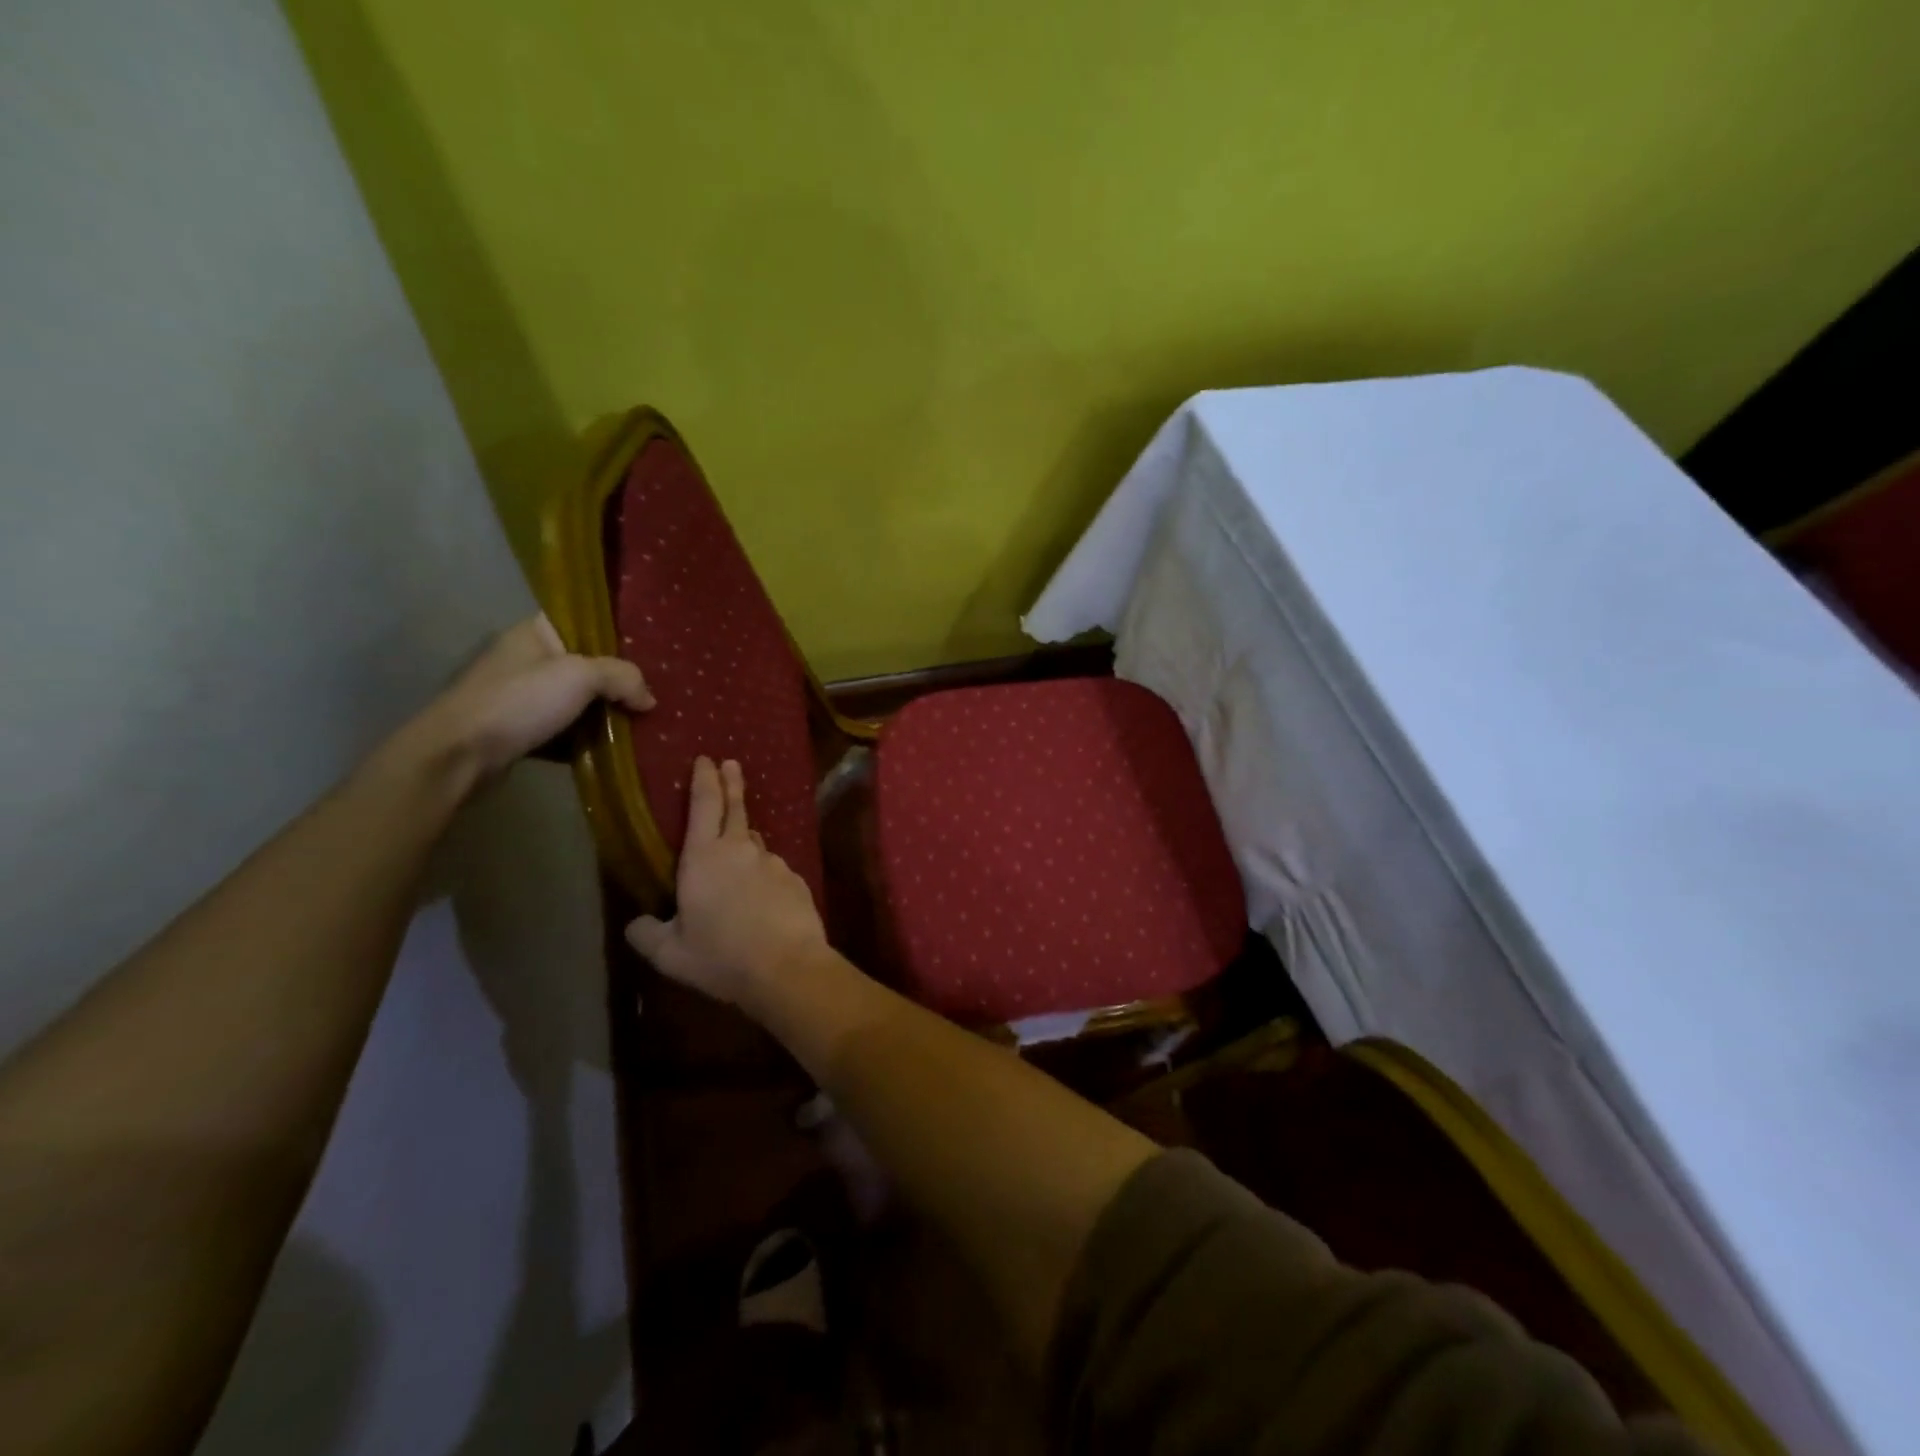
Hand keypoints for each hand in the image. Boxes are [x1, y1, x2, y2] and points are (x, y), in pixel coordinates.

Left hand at [412, 614, 652, 780]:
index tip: (649, 653)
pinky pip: (564, 731)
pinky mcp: (520, 731)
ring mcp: (521, 697)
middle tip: (650, 695)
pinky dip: (585, 740)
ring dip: (604, 715)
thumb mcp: (581, 677)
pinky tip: (612, 749)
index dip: (617, 635)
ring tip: (641, 724)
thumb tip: (649, 699)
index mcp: (536, 633)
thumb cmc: (519, 701)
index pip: (584, 622)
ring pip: (577, 702)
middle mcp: (527, 660)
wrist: (459, 755)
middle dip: (618, 683)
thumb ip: (622, 677)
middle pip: (586, 666)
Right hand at [626, 757, 830, 1010]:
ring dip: (744, 841)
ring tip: (735, 856)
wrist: (788, 967)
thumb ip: (647, 935)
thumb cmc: (722, 957)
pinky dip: (762, 875)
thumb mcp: (670, 954)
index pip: (704, 804)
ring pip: (754, 843)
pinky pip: (772, 870)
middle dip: (731, 783)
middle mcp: (741, 850)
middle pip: (736, 807)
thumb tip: (636, 923)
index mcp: (704, 858)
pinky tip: (761, 898)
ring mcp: (774, 862)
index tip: (705, 759)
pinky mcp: (796, 880)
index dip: (704, 779)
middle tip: (731, 763)